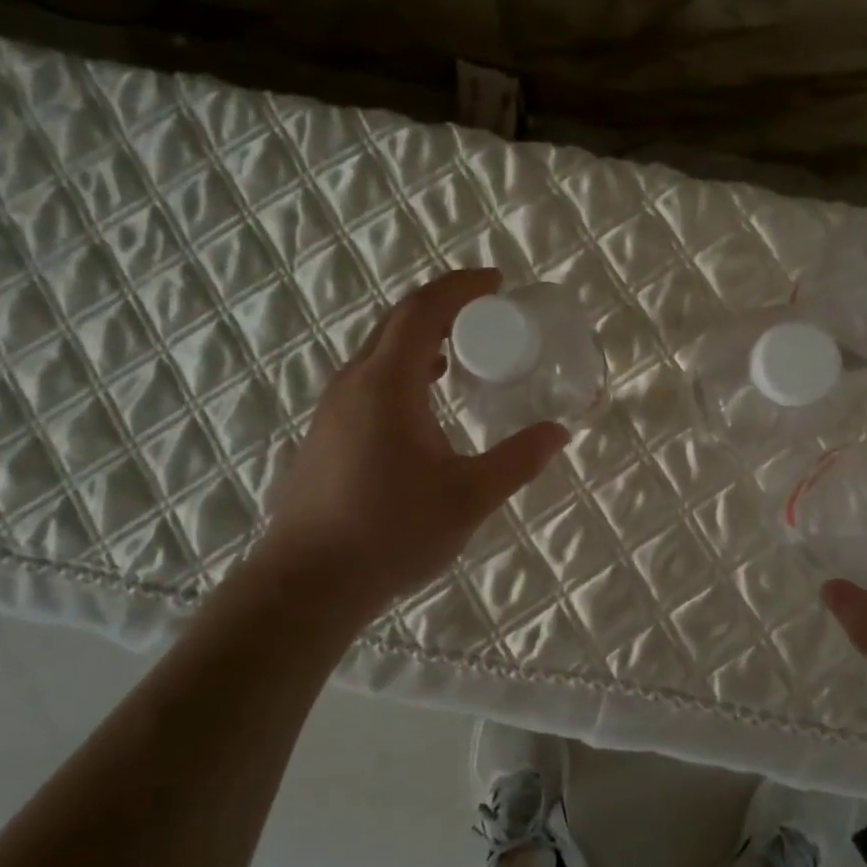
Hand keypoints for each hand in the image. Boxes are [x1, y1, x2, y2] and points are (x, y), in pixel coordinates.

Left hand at [253, 268, 568, 608]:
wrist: (307, 583)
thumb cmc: (390, 533)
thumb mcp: (468, 498)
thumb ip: (517, 461)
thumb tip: (559, 432)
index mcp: (388, 384)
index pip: (423, 310)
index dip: (462, 288)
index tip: (498, 283)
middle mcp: (355, 382)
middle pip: (398, 320)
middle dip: (445, 306)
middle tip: (489, 313)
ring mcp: (334, 406)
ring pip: (380, 348)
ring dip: (423, 336)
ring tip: (466, 349)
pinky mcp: (328, 431)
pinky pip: (371, 375)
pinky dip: (406, 365)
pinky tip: (428, 396)